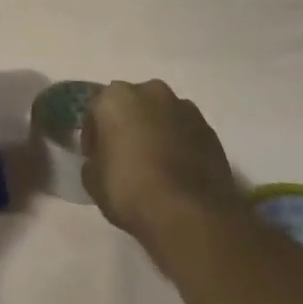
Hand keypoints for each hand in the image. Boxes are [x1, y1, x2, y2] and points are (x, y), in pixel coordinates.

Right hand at [81, 80, 245, 261]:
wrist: (189, 212)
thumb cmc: (130, 190)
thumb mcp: (93, 181)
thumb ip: (93, 161)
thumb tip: (102, 160)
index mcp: (116, 97)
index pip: (96, 110)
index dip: (93, 135)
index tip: (95, 157)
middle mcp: (151, 91)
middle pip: (132, 105)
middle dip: (126, 125)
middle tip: (124, 157)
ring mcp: (185, 108)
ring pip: (161, 115)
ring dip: (155, 131)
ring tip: (154, 164)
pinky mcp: (209, 129)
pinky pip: (185, 131)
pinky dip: (179, 144)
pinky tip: (177, 171)